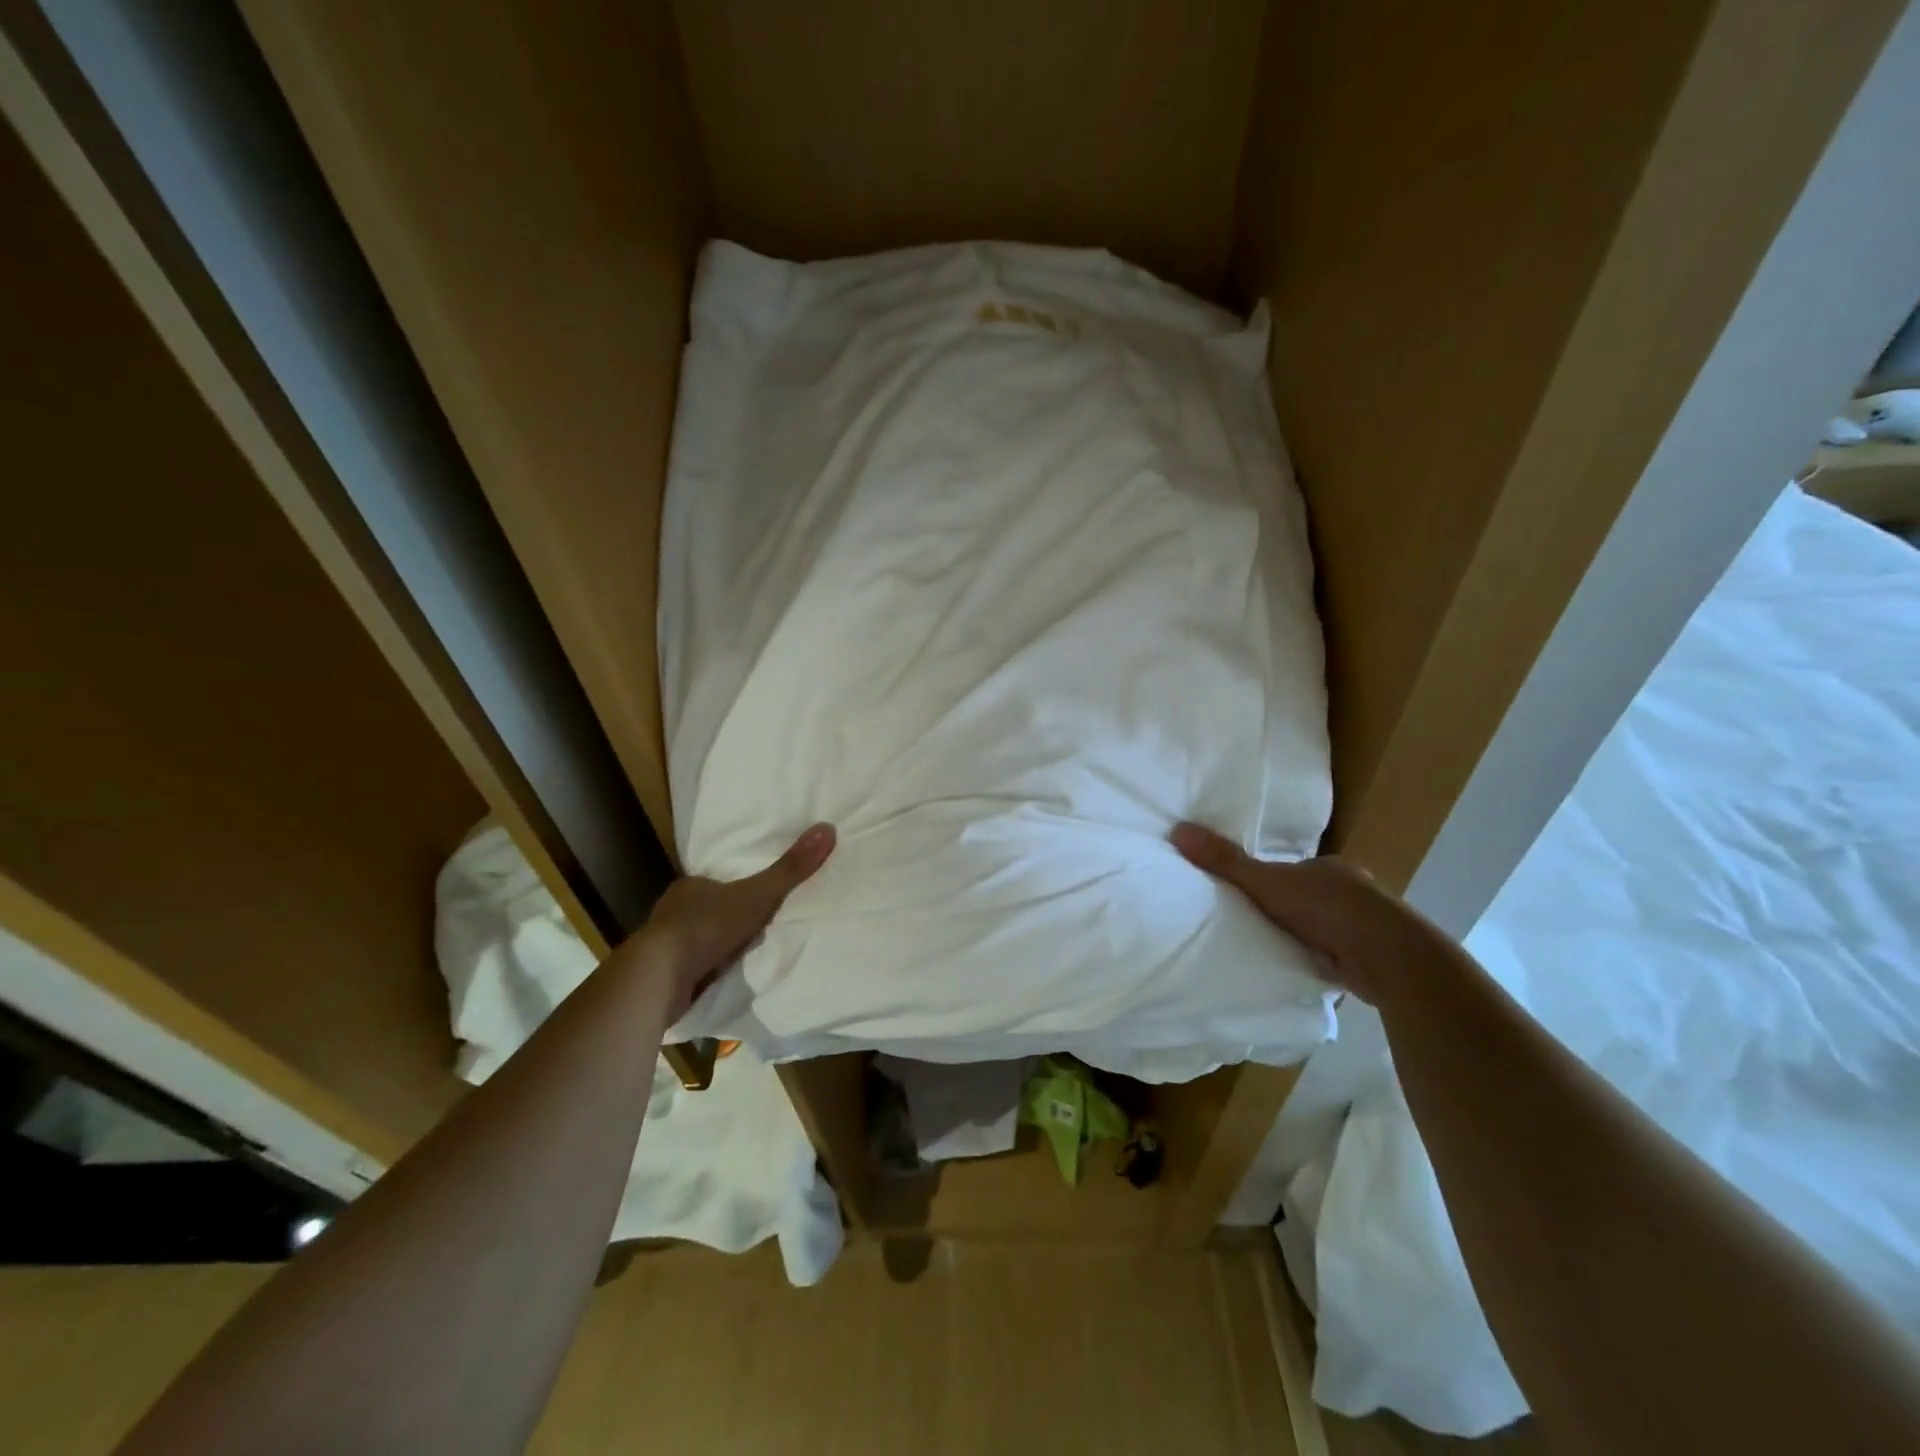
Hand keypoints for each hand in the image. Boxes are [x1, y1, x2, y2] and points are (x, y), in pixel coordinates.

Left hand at [624, 823, 836, 1019]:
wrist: (658, 977)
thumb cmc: (706, 926)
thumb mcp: (757, 895)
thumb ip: (790, 869)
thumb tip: (827, 828)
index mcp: (690, 887)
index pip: (716, 882)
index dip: (735, 888)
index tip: (755, 897)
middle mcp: (673, 911)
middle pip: (707, 910)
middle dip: (727, 918)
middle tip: (756, 926)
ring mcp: (664, 945)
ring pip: (697, 940)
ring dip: (715, 947)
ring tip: (744, 954)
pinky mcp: (661, 975)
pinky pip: (691, 968)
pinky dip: (705, 971)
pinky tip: (721, 978)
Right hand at [1170, 822, 1399, 1002]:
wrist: (1386, 954)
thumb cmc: (1326, 907)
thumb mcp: (1265, 881)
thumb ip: (1225, 861)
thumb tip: (1178, 829)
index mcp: (1329, 868)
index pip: (1295, 871)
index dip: (1273, 880)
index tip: (1252, 894)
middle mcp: (1351, 892)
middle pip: (1310, 897)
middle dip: (1290, 909)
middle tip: (1258, 922)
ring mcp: (1365, 926)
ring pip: (1327, 927)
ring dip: (1308, 936)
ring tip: (1276, 947)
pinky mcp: (1372, 958)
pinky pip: (1338, 955)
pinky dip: (1322, 959)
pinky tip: (1304, 968)